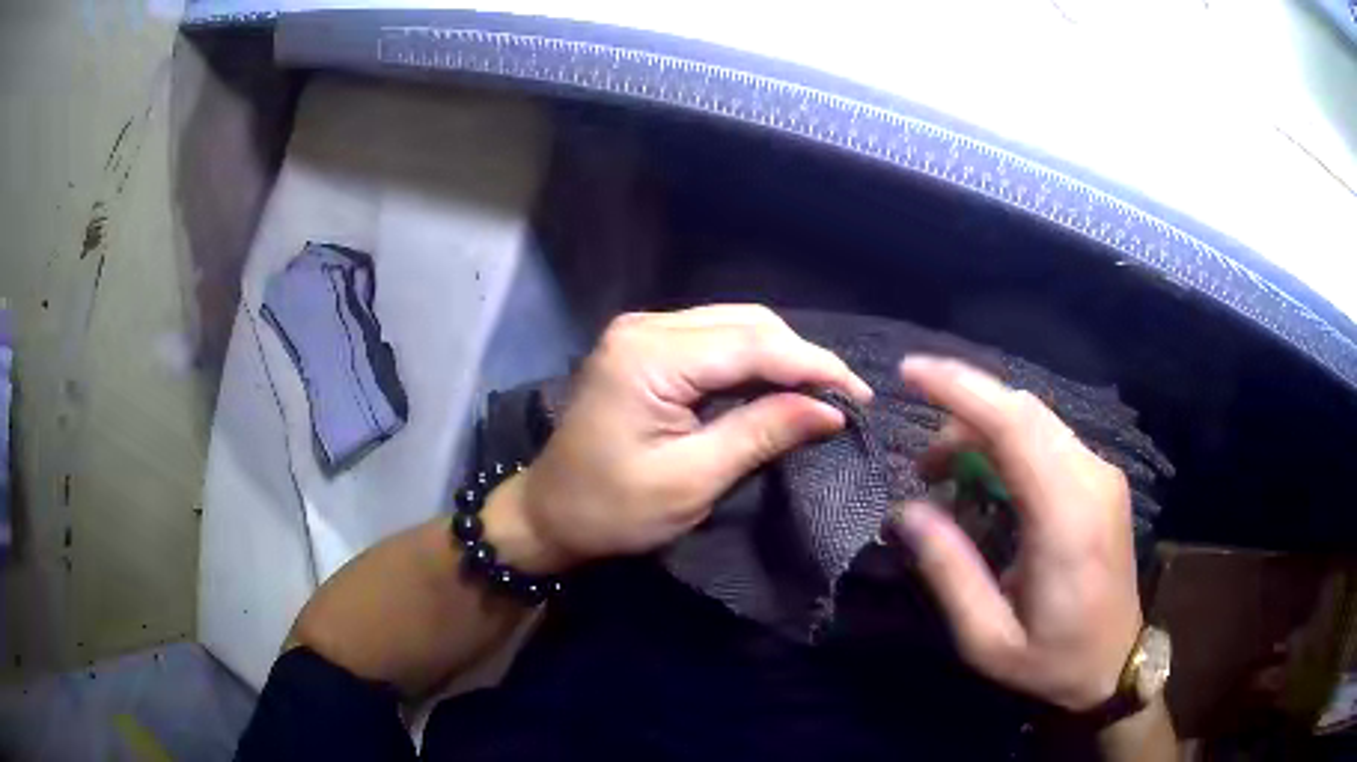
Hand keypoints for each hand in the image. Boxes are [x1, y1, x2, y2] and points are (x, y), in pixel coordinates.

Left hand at [485, 306, 871, 574]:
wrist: (550, 513)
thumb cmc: (612, 509)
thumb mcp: (692, 480)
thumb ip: (761, 433)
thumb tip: (831, 409)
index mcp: (649, 356)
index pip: (752, 344)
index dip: (813, 366)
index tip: (860, 395)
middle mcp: (645, 326)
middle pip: (746, 323)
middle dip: (801, 358)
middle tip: (845, 397)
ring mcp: (641, 331)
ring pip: (734, 324)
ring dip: (780, 355)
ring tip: (820, 391)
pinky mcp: (644, 345)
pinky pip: (713, 338)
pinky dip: (752, 359)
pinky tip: (777, 383)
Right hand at [893, 357, 1142, 710]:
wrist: (1115, 663)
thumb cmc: (1051, 660)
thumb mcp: (988, 638)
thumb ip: (950, 572)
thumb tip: (907, 511)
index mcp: (1067, 518)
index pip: (1014, 424)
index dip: (959, 390)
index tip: (909, 373)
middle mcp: (1091, 479)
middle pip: (1023, 411)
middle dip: (962, 414)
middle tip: (925, 467)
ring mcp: (1102, 474)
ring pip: (1036, 418)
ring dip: (984, 428)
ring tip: (948, 473)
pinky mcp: (1102, 478)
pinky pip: (1049, 437)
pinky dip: (1008, 440)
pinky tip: (989, 477)